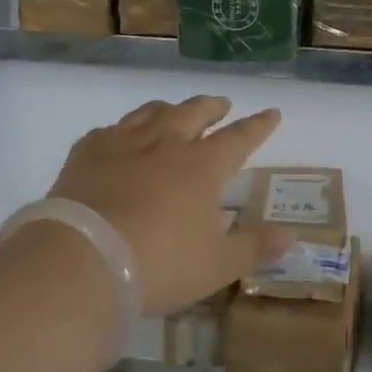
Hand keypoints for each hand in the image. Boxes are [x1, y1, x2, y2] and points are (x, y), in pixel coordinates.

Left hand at [41, 95, 285, 314]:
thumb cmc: (158, 265)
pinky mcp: (87, 152)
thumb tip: (290, 236)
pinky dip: (121, 131)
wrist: (81, 261)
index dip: (258, 125)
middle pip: (194, 112)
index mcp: (202, 166)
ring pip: (152, 112)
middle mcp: (166, 143)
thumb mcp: (216, 265)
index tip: (271, 112)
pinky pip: (108, 130)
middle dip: (212, 106)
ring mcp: (123, 143)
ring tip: (174, 111)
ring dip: (169, 109)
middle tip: (221, 105)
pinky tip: (118, 138)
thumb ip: (254, 248)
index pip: (239, 137)